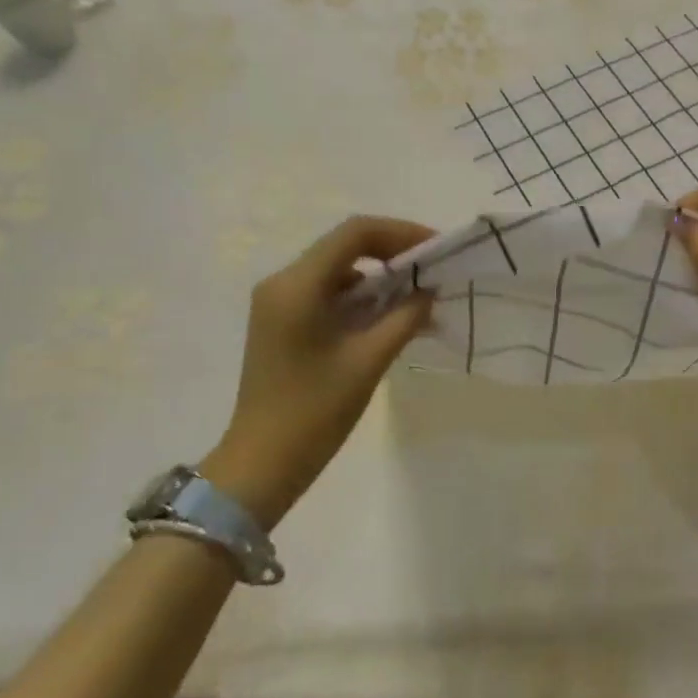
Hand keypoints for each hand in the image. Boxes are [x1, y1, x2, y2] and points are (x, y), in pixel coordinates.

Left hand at [202, 216, 434, 524]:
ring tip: (416, 296)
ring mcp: (277, 302)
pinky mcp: (280, 321)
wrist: (261, 465)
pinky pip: (326, 292)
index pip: (355, 233)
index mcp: (297, 286)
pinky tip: (387, 316)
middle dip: (392, 252)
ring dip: (378, 276)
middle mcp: (282, 283)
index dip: (401, 233)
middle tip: (431, 269)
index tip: (436, 248)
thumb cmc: (315, 412)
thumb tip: (429, 291)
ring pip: (337, 269)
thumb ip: (404, 317)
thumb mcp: (369, 361)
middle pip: (345, 246)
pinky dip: (359, 296)